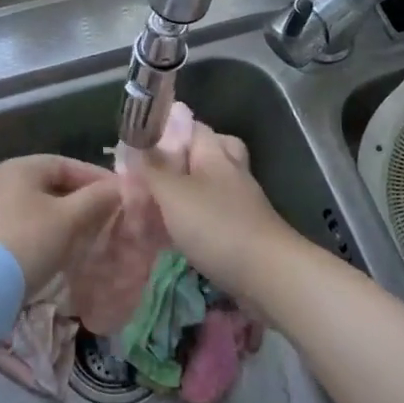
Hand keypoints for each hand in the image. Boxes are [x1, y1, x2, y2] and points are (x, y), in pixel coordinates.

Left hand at [0, 155, 119, 293]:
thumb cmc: (28, 242)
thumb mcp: (69, 219)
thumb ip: (96, 199)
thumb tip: (120, 187)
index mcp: (18, 167)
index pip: (65, 164)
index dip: (95, 177)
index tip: (120, 194)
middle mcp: (0, 180)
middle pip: (50, 183)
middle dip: (81, 198)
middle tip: (107, 214)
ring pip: (38, 205)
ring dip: (65, 216)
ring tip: (89, 232)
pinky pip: (24, 223)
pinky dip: (46, 229)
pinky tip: (61, 246)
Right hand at [137, 123, 300, 303]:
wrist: (268, 276)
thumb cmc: (217, 226)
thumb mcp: (173, 194)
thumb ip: (152, 169)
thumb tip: (135, 146)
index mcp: (215, 154)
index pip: (193, 126)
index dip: (167, 129)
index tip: (140, 142)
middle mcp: (231, 172)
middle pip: (209, 152)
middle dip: (183, 158)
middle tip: (156, 171)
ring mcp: (241, 203)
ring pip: (211, 185)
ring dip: (188, 191)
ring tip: (159, 204)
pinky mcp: (244, 232)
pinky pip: (215, 214)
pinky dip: (197, 219)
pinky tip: (178, 232)